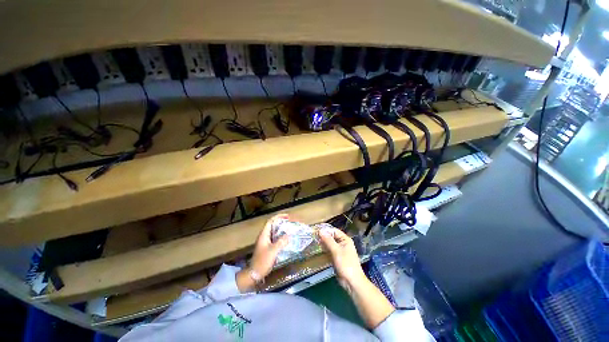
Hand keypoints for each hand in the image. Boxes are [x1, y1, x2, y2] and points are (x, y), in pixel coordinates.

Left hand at [236, 214, 289, 291]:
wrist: (254, 274)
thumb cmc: (262, 261)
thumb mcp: (273, 251)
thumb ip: (281, 242)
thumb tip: (289, 235)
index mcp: (264, 235)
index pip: (270, 221)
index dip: (278, 217)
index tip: (287, 216)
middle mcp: (264, 236)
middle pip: (273, 225)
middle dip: (281, 222)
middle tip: (290, 222)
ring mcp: (265, 242)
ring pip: (274, 232)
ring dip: (281, 229)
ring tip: (290, 229)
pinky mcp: (267, 247)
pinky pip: (275, 238)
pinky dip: (281, 237)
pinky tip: (287, 239)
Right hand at [318, 228, 366, 293]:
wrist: (352, 282)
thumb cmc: (346, 264)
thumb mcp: (336, 251)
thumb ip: (328, 240)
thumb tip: (320, 231)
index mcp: (345, 239)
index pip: (334, 231)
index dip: (325, 230)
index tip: (316, 230)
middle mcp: (343, 243)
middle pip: (332, 237)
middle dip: (323, 236)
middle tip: (313, 235)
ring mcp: (340, 250)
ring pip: (330, 244)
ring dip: (323, 242)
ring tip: (314, 241)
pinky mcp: (337, 257)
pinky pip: (330, 250)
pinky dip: (325, 249)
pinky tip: (318, 248)